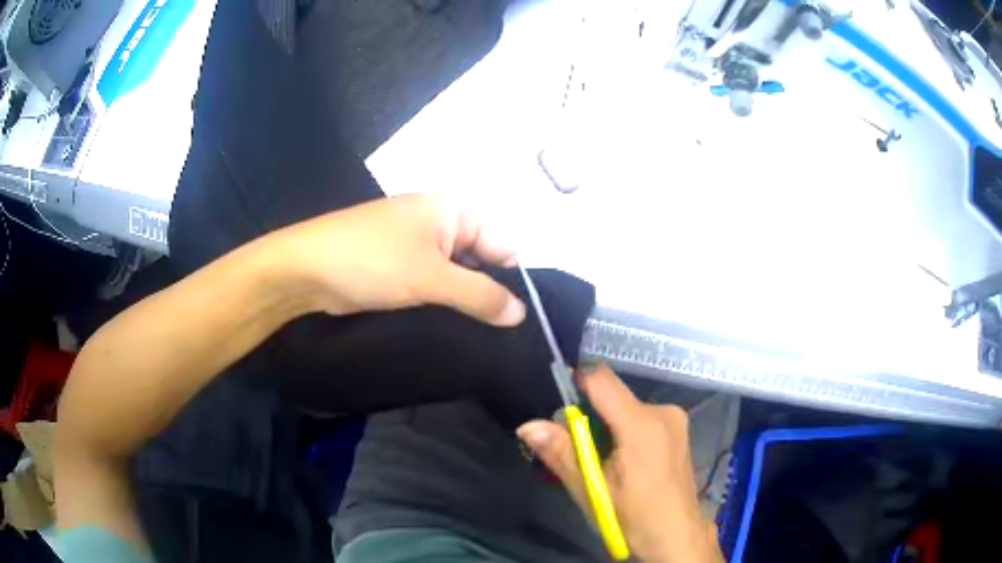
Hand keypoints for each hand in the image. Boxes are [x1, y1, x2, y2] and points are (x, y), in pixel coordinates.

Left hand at [260, 194, 525, 325]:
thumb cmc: (372, 261)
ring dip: (464, 301)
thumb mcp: (432, 277)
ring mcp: (419, 242)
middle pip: (482, 259)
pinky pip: (436, 282)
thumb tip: (520, 314)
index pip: (503, 244)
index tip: (514, 321)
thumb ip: (480, 296)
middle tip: (499, 335)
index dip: (511, 281)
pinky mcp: (402, 264)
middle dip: (488, 293)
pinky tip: (452, 327)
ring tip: (480, 337)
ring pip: (458, 274)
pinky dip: (444, 301)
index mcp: (455, 208)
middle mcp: (442, 220)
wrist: (306, 269)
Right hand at [517, 366, 722, 562]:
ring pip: (626, 408)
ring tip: (601, 462)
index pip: (601, 378)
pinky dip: (625, 432)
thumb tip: (528, 426)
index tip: (557, 404)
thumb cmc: (634, 517)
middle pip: (613, 396)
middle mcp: (662, 411)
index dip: (575, 381)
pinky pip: (642, 418)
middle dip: (589, 416)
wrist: (677, 535)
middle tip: (576, 449)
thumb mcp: (592, 489)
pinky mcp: (679, 429)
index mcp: (641, 423)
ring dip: (607, 427)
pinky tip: (624, 463)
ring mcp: (675, 419)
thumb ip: (561, 453)